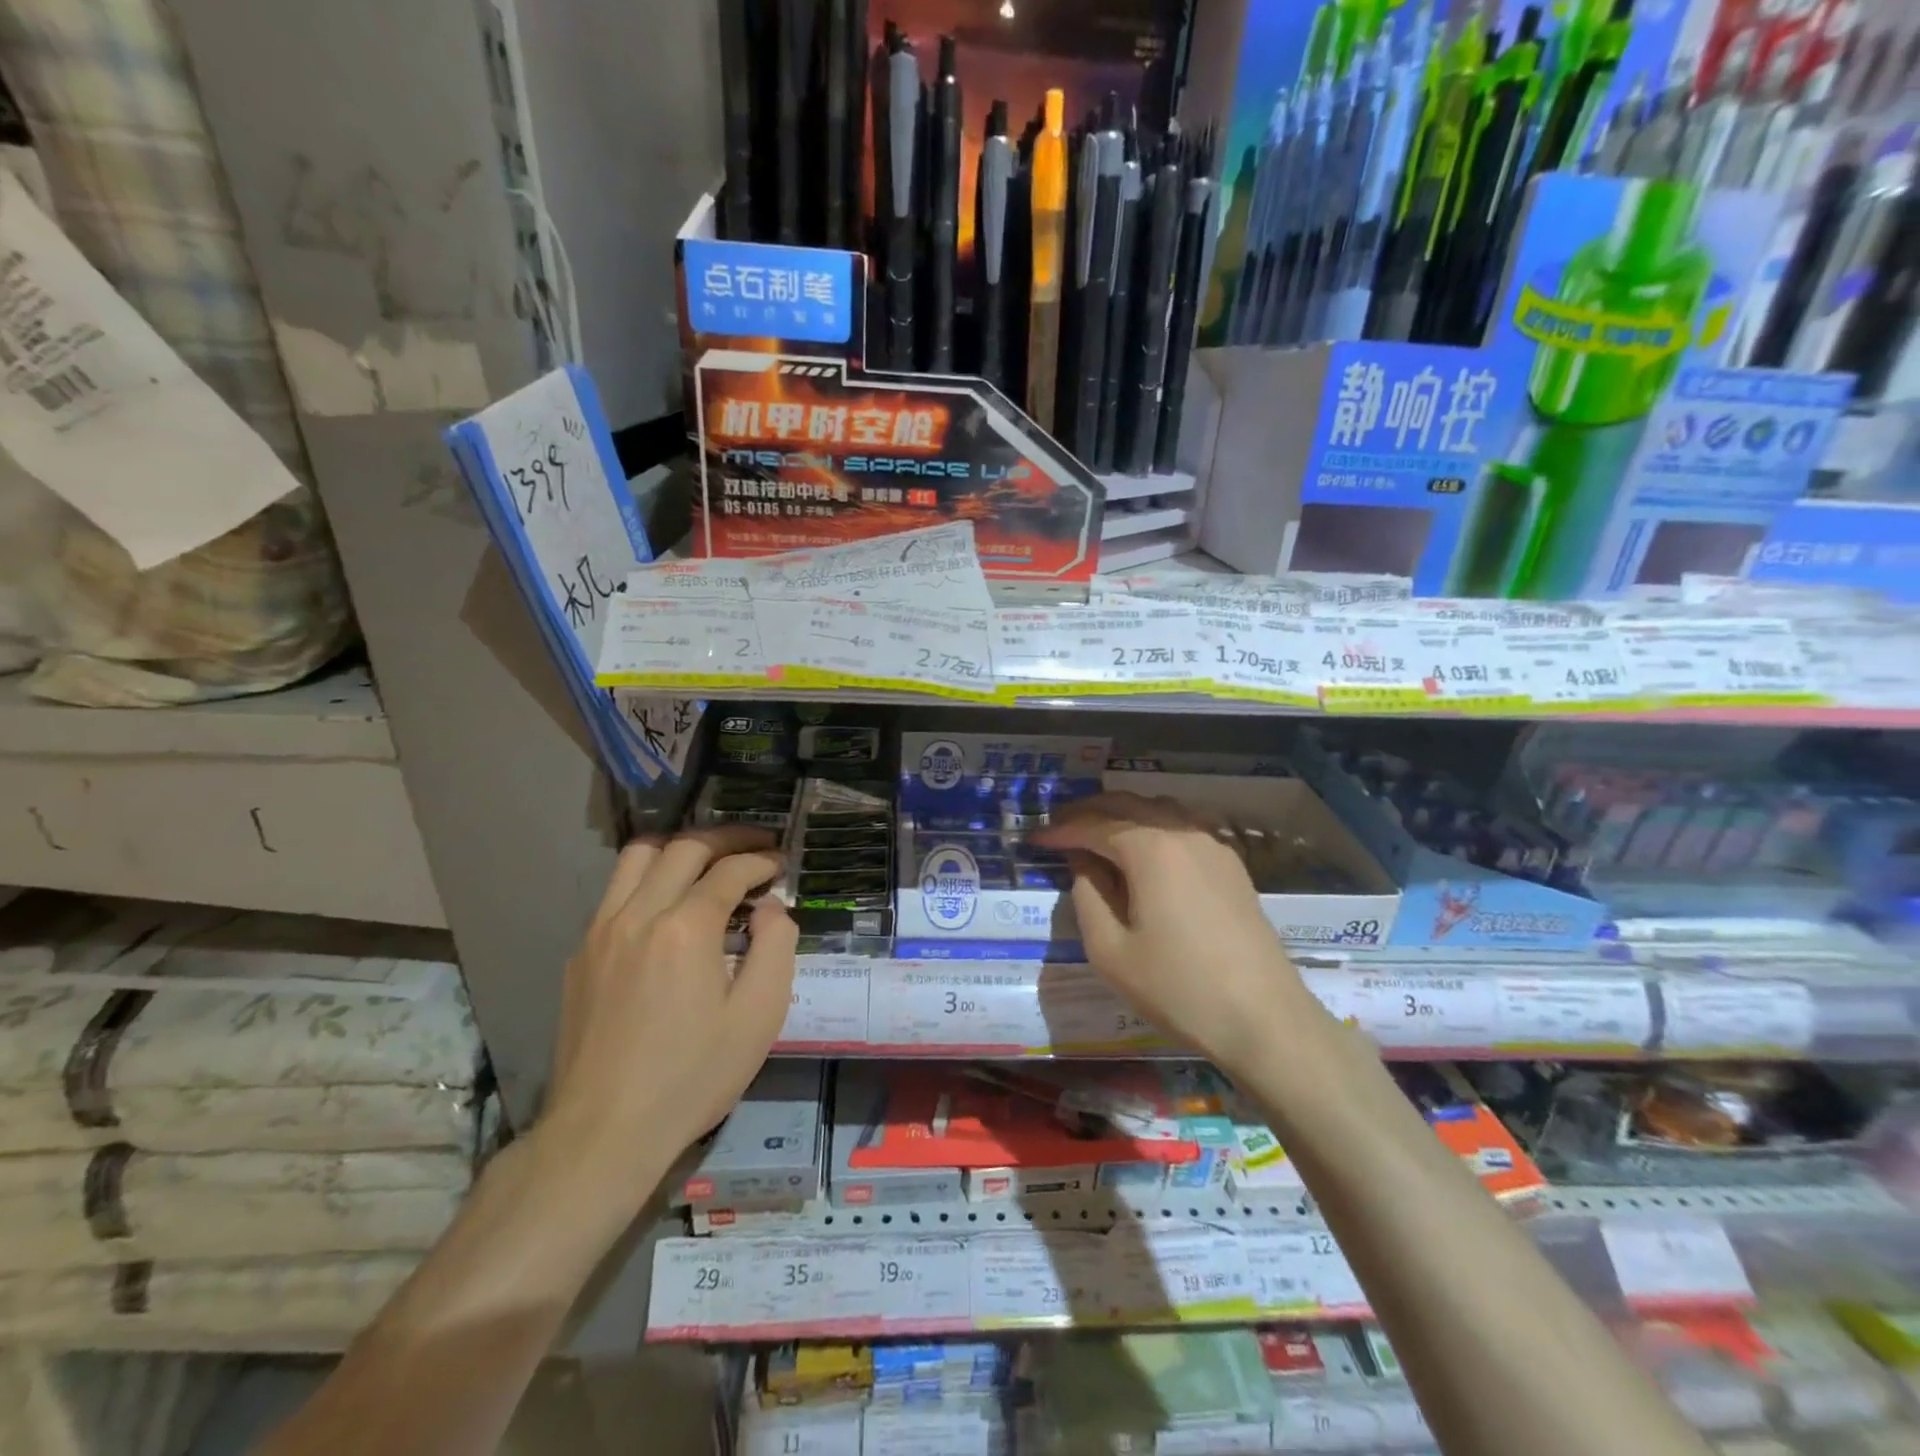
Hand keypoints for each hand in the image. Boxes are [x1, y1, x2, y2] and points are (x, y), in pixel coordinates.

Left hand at [540, 827, 797, 1206]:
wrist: (604, 1131)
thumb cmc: (693, 1075)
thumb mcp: (759, 1016)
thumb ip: (776, 946)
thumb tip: (769, 908)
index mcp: (685, 928)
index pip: (729, 871)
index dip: (762, 861)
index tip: (781, 864)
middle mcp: (638, 914)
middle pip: (683, 848)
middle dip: (726, 838)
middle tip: (755, 846)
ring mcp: (601, 931)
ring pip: (638, 857)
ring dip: (680, 848)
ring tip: (709, 859)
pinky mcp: (581, 954)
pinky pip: (616, 892)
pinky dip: (649, 878)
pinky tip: (668, 904)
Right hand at [1033, 793, 1314, 1074]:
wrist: (1263, 1018)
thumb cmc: (1178, 988)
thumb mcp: (1110, 951)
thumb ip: (1087, 896)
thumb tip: (1083, 862)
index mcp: (1150, 848)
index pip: (1094, 825)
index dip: (1061, 830)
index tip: (1035, 838)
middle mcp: (1182, 832)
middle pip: (1127, 804)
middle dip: (1089, 812)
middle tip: (1059, 825)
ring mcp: (1213, 845)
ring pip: (1159, 808)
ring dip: (1123, 812)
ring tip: (1096, 831)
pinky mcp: (1231, 864)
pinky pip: (1183, 825)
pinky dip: (1153, 824)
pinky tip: (1143, 848)